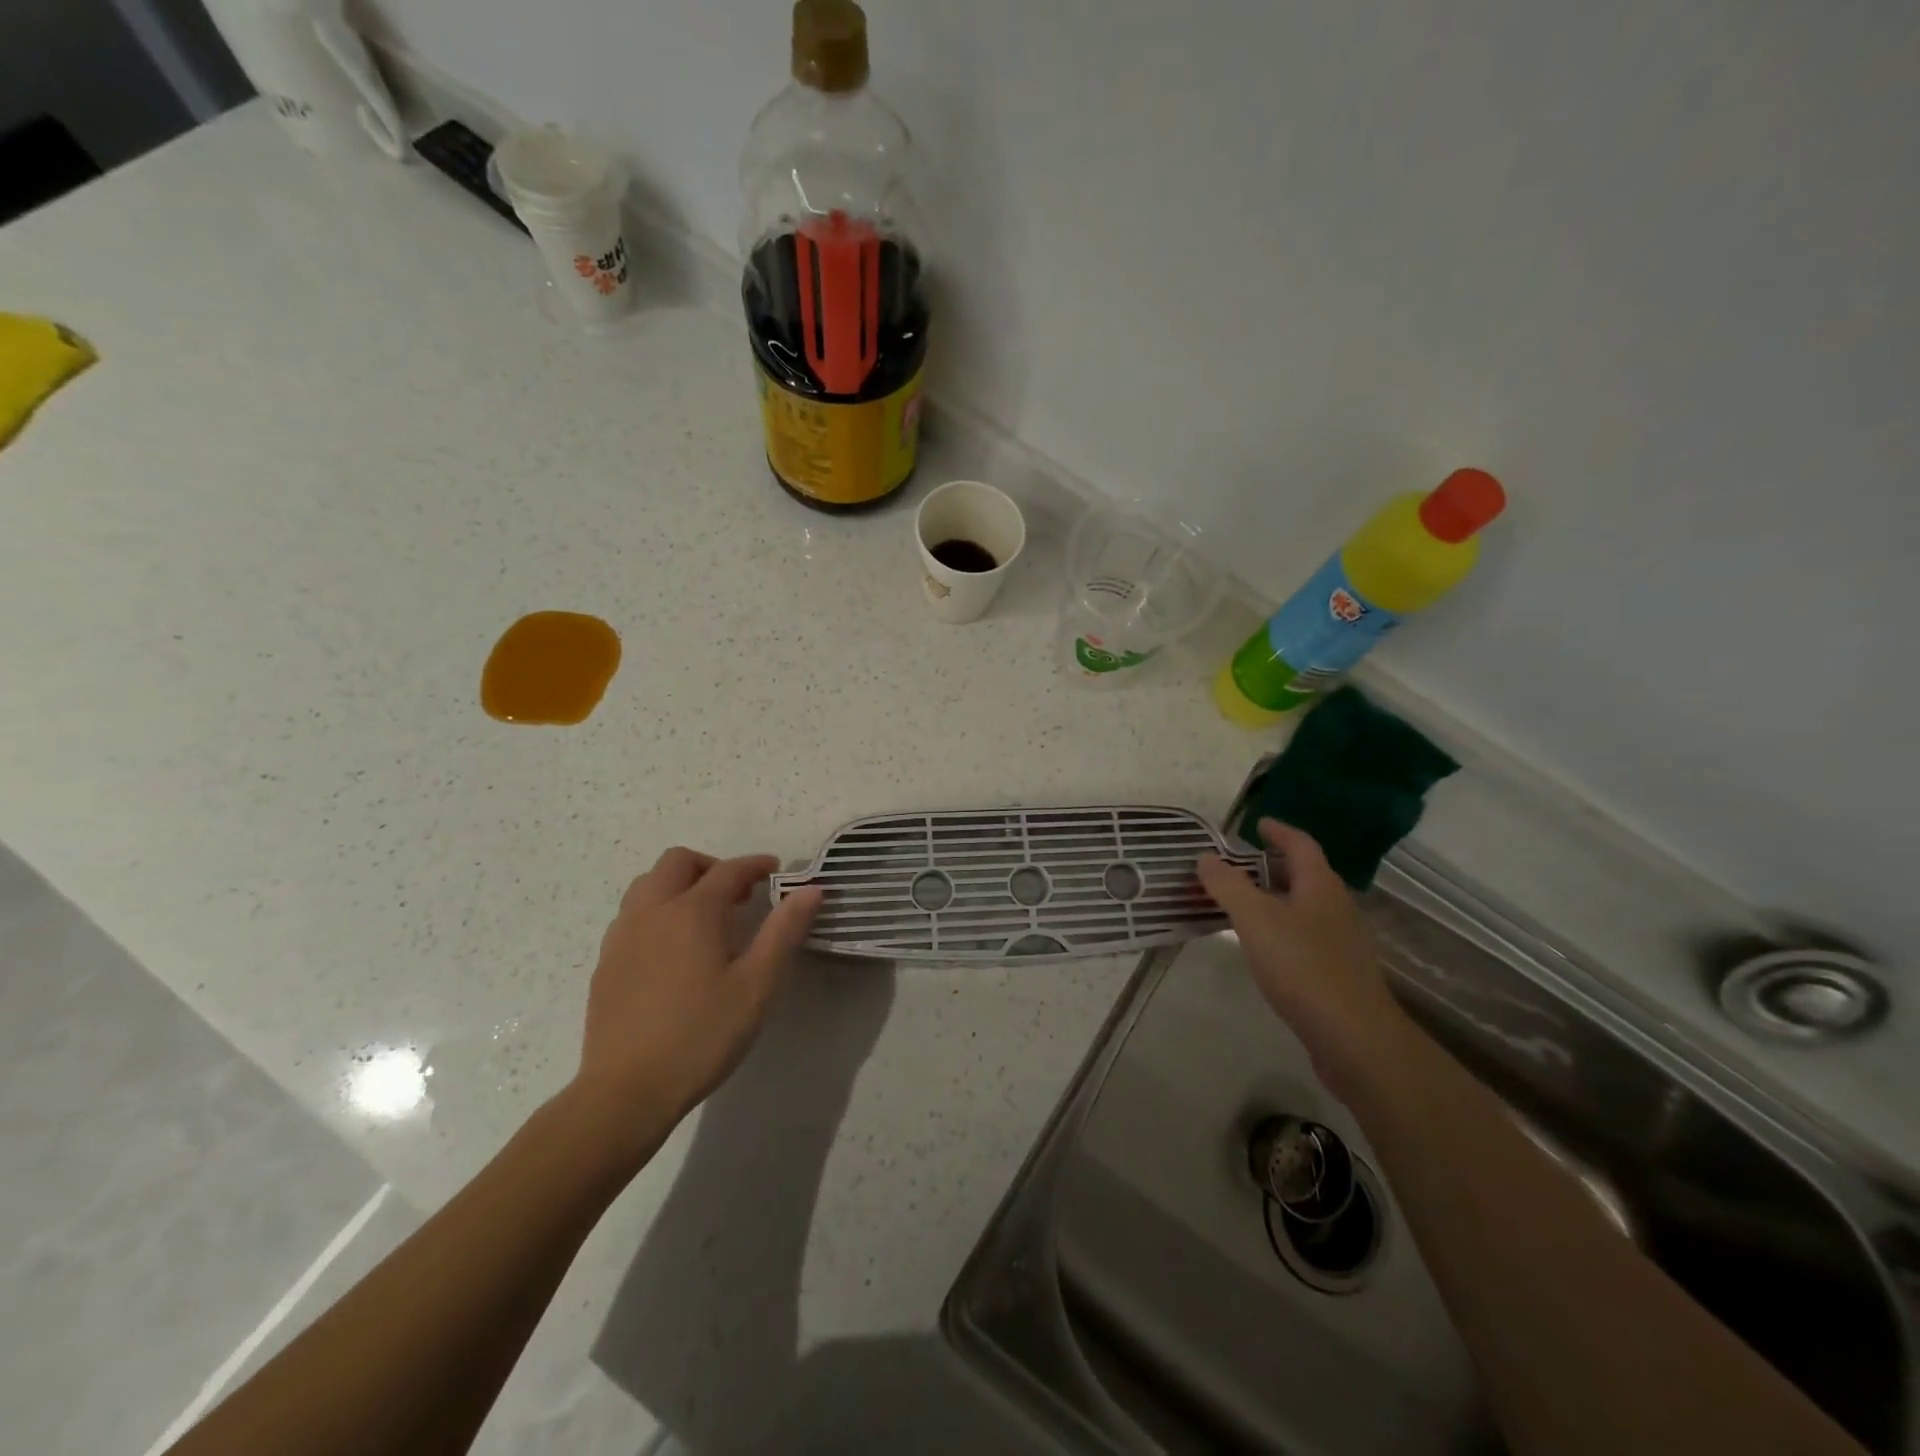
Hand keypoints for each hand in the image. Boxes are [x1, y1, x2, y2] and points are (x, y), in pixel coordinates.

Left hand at [572, 848, 822, 1143]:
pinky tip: (673, 948)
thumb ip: (783, 931)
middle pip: (678, 862)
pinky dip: (658, 910)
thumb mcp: (757, 985)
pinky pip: (632, 914)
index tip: (776, 871)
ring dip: (680, 884)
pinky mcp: (606, 962)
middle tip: (738, 895)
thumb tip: (811, 889)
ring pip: (648, 884)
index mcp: (693, 912)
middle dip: (712, 867)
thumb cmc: (702, 1035)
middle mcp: (653, 911)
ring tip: (705, 917)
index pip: (729, 870)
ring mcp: (623, 935)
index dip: (756, 865)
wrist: (627, 1091)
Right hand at [1198, 819, 1408, 1098]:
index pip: (1301, 845)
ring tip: (1244, 903)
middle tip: (1240, 863)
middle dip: (1274, 865)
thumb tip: (1206, 857)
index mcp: (1320, 886)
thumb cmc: (1303, 966)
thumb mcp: (1255, 919)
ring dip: (1276, 898)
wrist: (1354, 1038)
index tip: (1257, 824)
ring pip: (1305, 907)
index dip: (1279, 831)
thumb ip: (1228, 885)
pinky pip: (1305, 936)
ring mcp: (1341, 942)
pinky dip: (1282, 928)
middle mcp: (1336, 907)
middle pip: (1306, 875)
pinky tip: (1264, 947)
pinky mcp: (1338, 973)